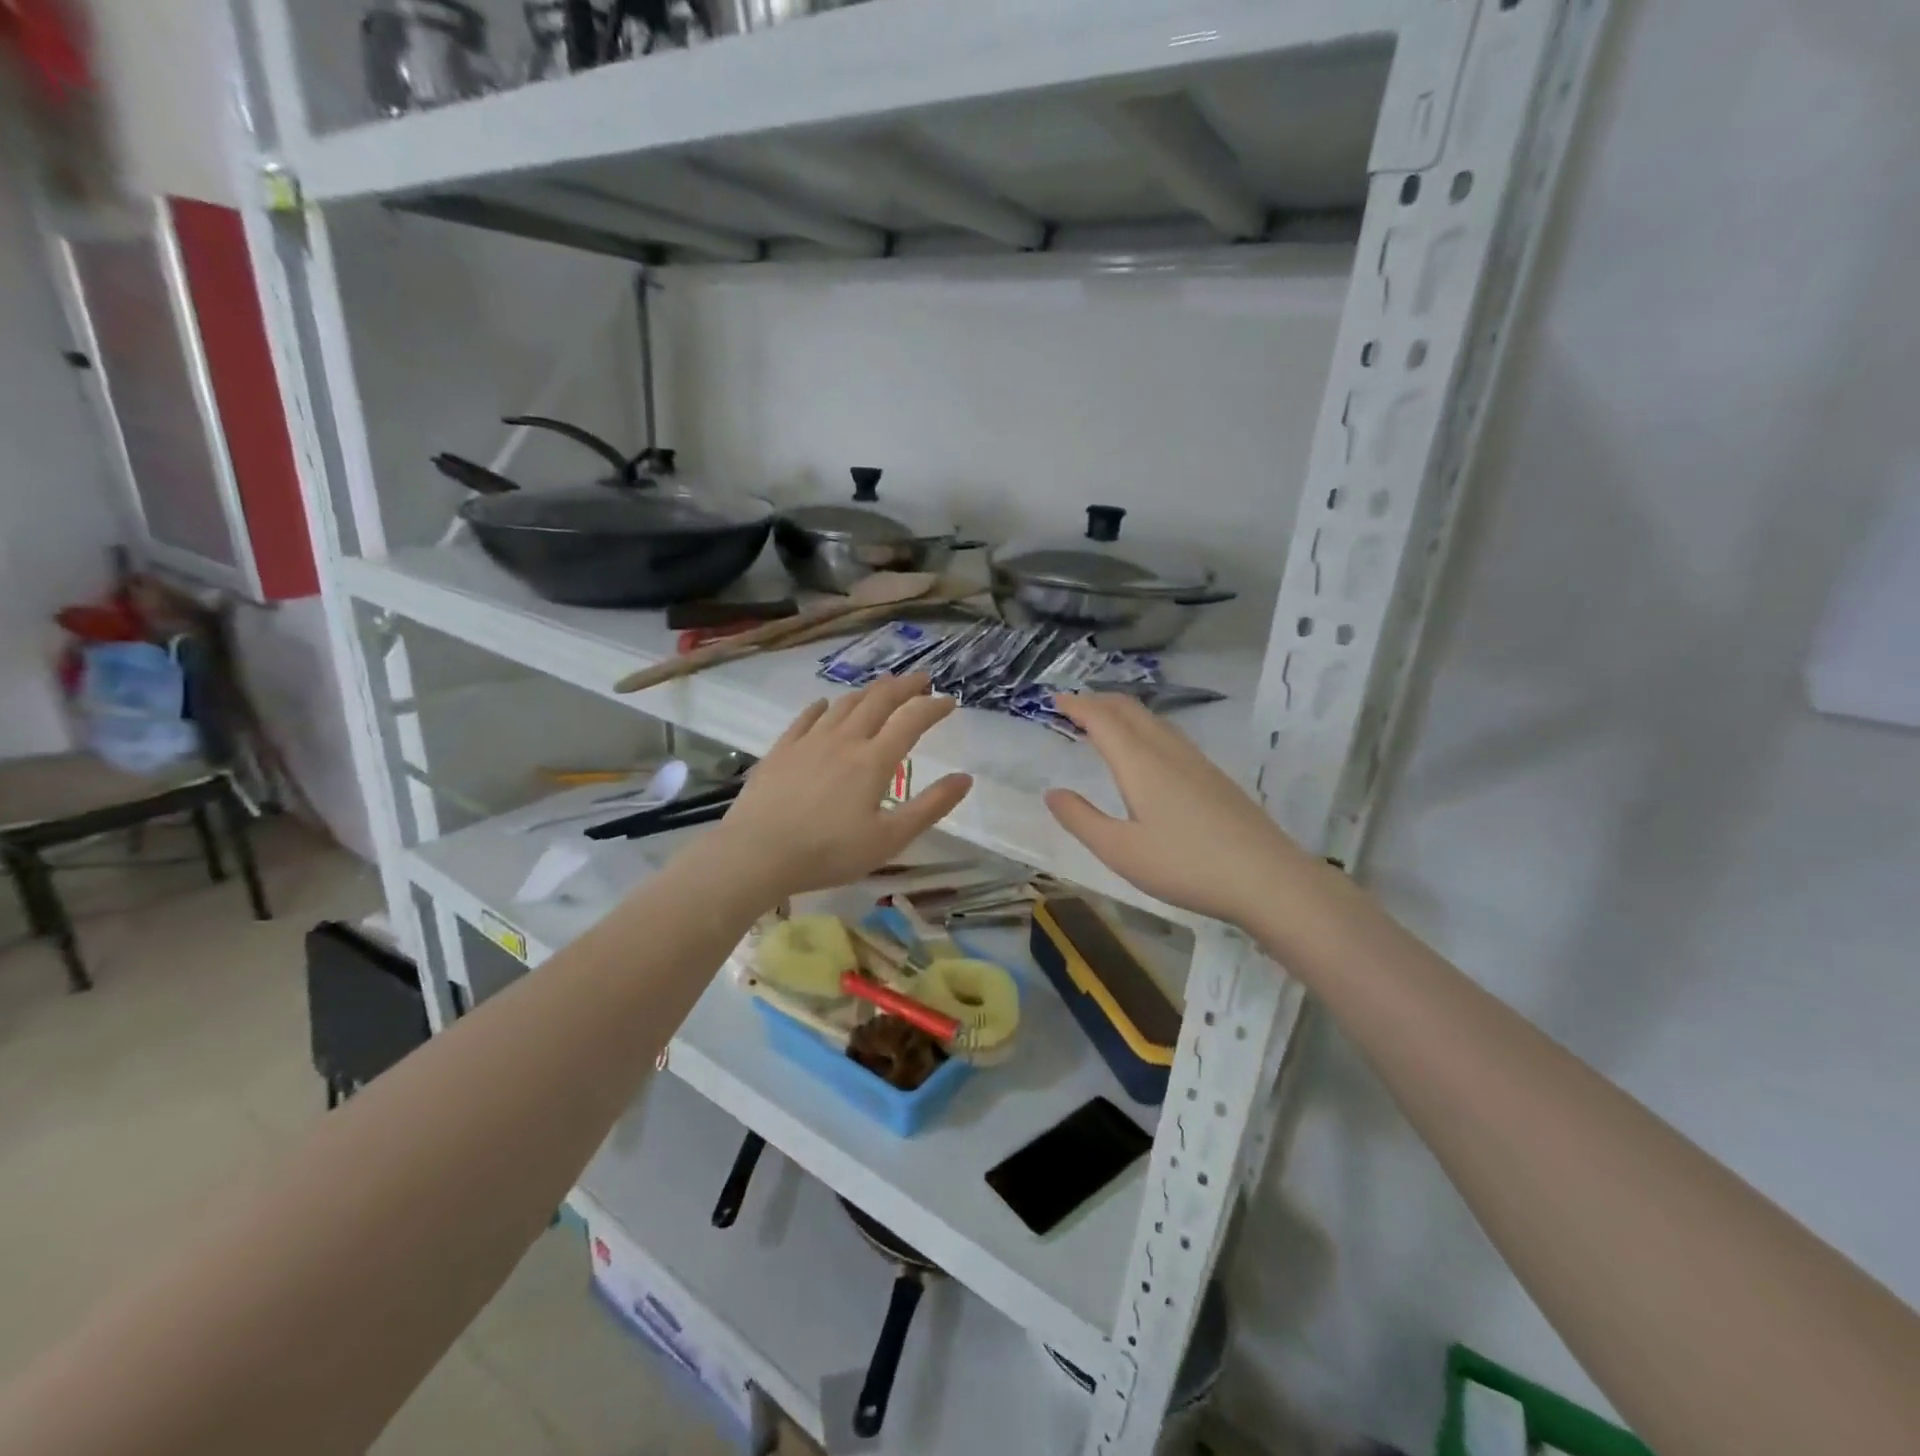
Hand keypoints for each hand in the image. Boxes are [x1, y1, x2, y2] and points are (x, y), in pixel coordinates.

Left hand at [713, 675, 973, 899]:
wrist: (757, 853)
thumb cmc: (829, 852)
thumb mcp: (890, 839)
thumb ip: (930, 807)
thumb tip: (965, 778)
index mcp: (874, 760)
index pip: (912, 720)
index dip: (934, 707)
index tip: (949, 701)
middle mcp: (845, 739)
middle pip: (879, 701)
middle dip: (904, 686)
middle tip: (920, 679)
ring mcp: (809, 741)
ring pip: (844, 704)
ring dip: (868, 691)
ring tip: (882, 688)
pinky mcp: (781, 749)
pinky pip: (806, 717)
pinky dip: (823, 706)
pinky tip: (825, 704)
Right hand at [1045, 695, 1308, 925]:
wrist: (1267, 878)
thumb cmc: (1185, 865)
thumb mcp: (1120, 851)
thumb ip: (1081, 819)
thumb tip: (1052, 793)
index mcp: (1140, 763)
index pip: (1102, 719)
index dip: (1076, 705)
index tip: (1054, 700)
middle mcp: (1167, 751)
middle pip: (1129, 709)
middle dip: (1098, 700)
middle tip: (1073, 705)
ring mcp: (1196, 761)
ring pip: (1153, 720)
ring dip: (1123, 712)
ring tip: (1103, 722)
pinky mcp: (1214, 777)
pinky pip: (1170, 735)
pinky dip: (1144, 727)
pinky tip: (1147, 751)